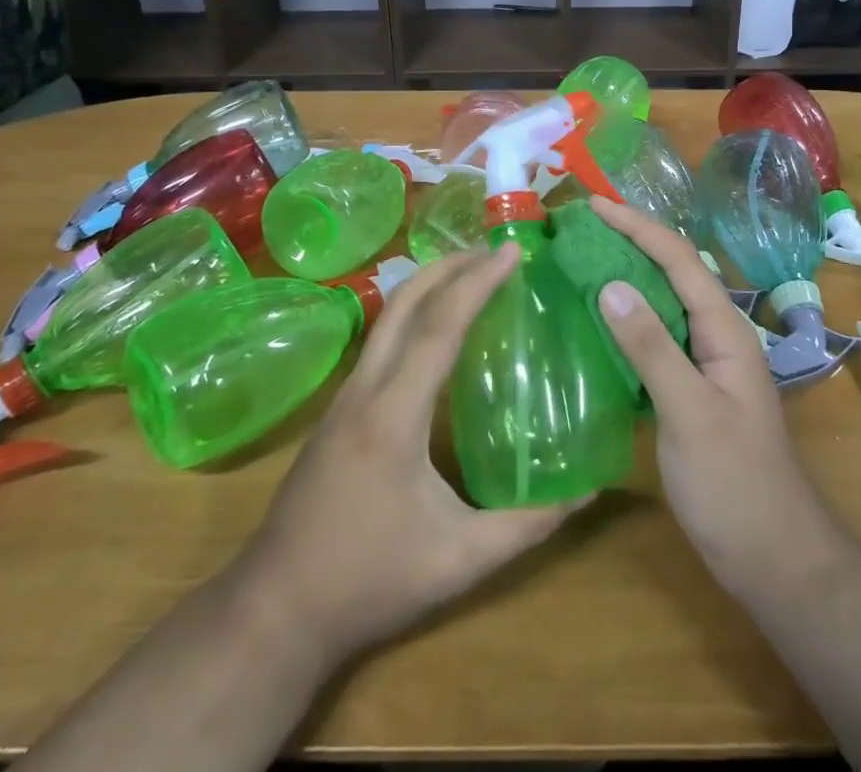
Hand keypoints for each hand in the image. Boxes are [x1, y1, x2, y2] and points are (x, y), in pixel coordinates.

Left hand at [220, 244, 589, 668]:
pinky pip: (379, 341)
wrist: (274, 611)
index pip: (440, 326)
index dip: (478, 282)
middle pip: (405, 303)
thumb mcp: (459, 562)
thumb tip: (586, 492)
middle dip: (449, 265)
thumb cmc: (369, 582)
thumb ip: (527, 525)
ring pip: (387, 318)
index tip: (511, 251)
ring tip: (471, 275)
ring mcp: (344, 397)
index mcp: (394, 413)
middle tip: (494, 250)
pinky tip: (435, 332)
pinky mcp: (337, 410)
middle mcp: (365, 389)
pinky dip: (413, 315)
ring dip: (428, 286)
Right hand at [589, 197, 846, 589]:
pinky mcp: (692, 389)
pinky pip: (656, 337)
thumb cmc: (735, 485)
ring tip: (582, 261)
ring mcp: (706, 363)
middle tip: (581, 228)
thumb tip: (609, 285)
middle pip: (672, 272)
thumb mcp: (689, 413)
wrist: (775, 558)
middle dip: (631, 241)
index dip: (637, 226)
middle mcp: (718, 335)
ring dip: (627, 277)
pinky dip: (627, 320)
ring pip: (664, 303)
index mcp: (725, 329)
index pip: (679, 259)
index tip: (593, 205)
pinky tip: (597, 324)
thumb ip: (651, 348)